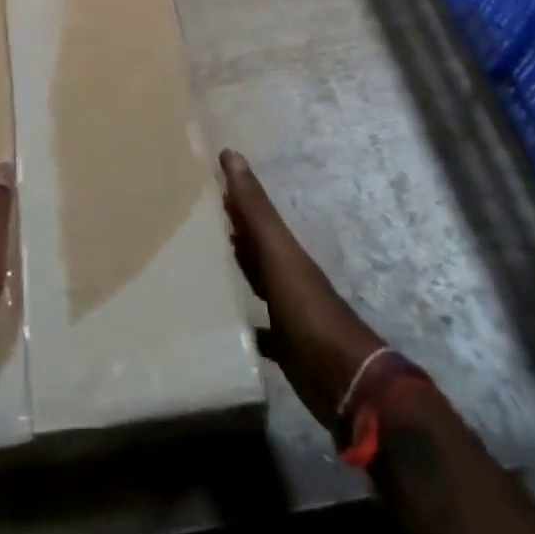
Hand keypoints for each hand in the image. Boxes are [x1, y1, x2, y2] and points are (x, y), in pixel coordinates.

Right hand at [221, 149, 384, 428]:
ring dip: (232, 269)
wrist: (344, 380)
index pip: (253, 212)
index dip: (232, 192)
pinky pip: (256, 326)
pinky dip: (239, 321)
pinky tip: (218, 322)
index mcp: (283, 249)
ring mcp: (286, 310)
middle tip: (190, 215)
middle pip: (253, 245)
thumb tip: (232, 153)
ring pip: (254, 281)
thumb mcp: (278, 253)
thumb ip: (255, 208)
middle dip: (228, 228)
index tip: (202, 175)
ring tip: (195, 261)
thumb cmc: (307, 309)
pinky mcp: (283, 346)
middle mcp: (285, 274)